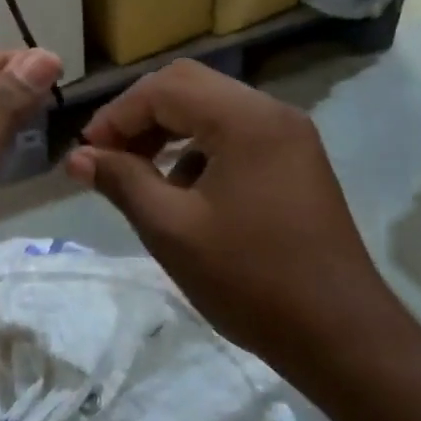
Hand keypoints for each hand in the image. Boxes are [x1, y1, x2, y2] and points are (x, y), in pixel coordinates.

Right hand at [63, 60, 408, 376]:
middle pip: (190, 86)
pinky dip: (201, 149)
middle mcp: (272, 112)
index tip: (87, 154)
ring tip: (139, 174)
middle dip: (142, 116)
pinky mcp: (297, 161)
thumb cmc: (251, 280)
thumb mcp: (172, 230)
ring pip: (213, 108)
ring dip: (170, 131)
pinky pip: (237, 134)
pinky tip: (184, 192)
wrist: (341, 334)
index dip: (117, 114)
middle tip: (109, 156)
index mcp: (245, 119)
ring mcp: (290, 136)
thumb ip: (122, 181)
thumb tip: (78, 158)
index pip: (165, 88)